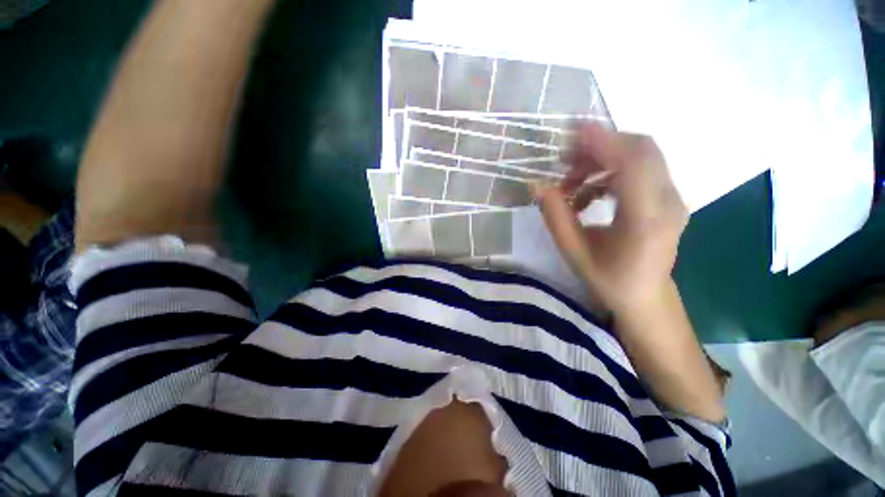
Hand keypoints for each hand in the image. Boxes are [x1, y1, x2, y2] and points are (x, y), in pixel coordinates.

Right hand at [535, 123, 687, 315]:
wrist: (645, 297)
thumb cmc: (609, 280)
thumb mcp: (573, 252)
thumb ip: (555, 217)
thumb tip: (537, 185)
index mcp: (646, 219)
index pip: (632, 163)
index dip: (603, 140)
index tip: (573, 129)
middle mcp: (669, 201)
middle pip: (641, 149)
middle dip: (599, 146)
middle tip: (564, 160)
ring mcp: (672, 197)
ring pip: (640, 155)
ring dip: (602, 160)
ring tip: (571, 182)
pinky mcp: (667, 197)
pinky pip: (639, 168)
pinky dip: (610, 171)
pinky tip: (588, 193)